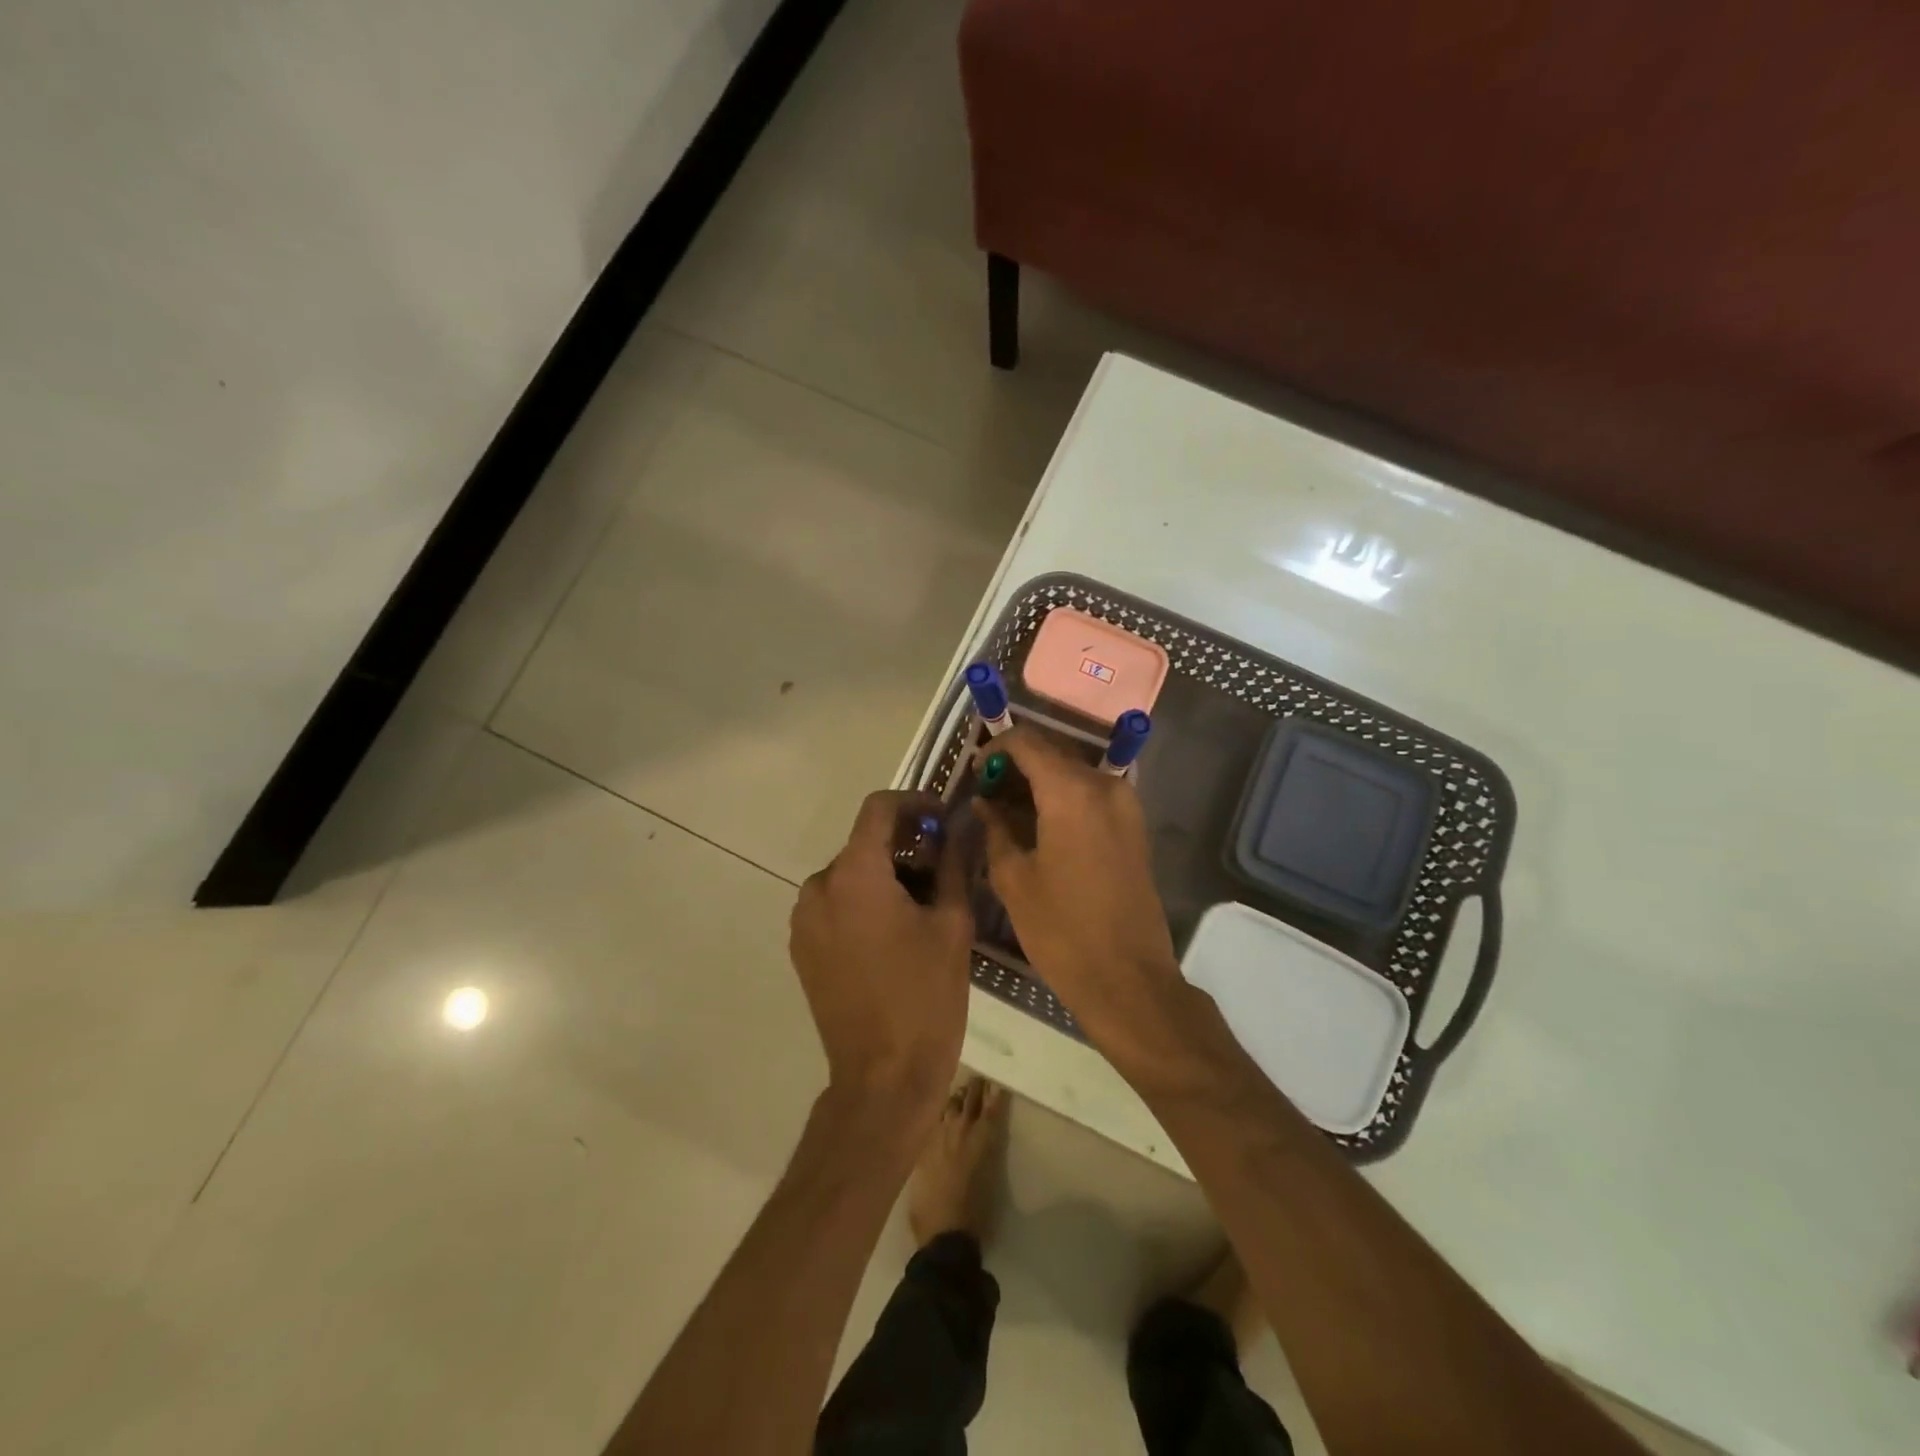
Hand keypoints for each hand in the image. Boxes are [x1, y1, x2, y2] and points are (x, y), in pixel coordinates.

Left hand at [789, 790, 973, 1122]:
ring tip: (923, 906)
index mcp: (854, 874)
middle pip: (864, 844)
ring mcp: (804, 920)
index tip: (942, 818)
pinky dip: (863, 902)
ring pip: (850, 875)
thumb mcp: (952, 923)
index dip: (914, 802)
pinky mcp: (802, 948)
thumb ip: (954, 863)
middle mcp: (818, 887)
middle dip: (905, 846)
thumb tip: (961, 826)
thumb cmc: (925, 995)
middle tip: (944, 869)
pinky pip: (835, 905)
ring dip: (885, 876)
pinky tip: (894, 934)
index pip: (878, 808)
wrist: (883, 1076)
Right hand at [978, 729, 1186, 1066]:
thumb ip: (995, 829)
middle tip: (987, 793)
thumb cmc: (1062, 930)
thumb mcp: (1014, 879)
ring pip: (1073, 774)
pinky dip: (1063, 798)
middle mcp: (1105, 786)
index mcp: (1072, 792)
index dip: (997, 749)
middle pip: (1054, 753)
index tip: (976, 773)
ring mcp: (1126, 805)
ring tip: (1007, 811)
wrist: (1128, 979)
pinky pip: (1091, 795)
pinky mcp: (1134, 826)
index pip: (1028, 742)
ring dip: (1040, 782)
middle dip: (1017, 765)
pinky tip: (1038, 826)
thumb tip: (985, 803)